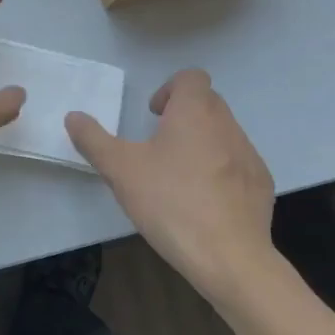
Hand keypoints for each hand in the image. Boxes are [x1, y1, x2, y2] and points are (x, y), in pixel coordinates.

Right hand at [65, 69, 276, 304]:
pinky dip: (221, 172)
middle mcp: (227, 125)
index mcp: (195, 112)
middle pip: (208, 103)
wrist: (229, 257)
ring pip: (223, 134)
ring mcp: (249, 155)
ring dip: (202, 144)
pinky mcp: (261, 185)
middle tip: (158, 146)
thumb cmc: (170, 203)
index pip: (192, 77)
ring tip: (179, 178)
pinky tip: (204, 203)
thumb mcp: (120, 170)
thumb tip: (73, 116)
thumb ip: (94, 139)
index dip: (170, 88)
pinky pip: (238, 165)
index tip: (153, 115)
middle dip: (183, 116)